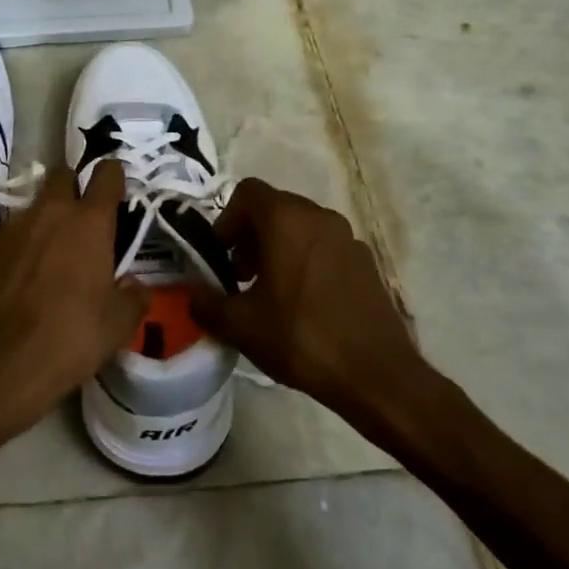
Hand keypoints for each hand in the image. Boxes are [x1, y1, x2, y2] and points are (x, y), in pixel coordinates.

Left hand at [0, 161, 147, 446]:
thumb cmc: (69, 338)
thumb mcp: (118, 326)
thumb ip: (133, 296)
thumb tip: (133, 285)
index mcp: (89, 222)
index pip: (106, 175)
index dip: (113, 177)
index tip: (117, 186)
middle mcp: (50, 212)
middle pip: (62, 176)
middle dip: (74, 188)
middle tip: (83, 219)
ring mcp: (13, 227)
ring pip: (34, 206)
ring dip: (46, 219)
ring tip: (52, 254)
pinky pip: (11, 233)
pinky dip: (22, 245)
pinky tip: (23, 276)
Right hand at [194, 179, 435, 425]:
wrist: (376, 375)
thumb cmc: (301, 338)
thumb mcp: (240, 325)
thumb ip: (206, 304)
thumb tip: (192, 295)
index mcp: (286, 219)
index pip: (247, 192)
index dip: (226, 220)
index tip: (222, 256)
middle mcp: (319, 216)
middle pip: (274, 208)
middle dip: (250, 236)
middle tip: (240, 277)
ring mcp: (348, 238)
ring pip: (300, 228)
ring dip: (277, 249)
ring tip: (269, 292)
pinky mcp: (366, 262)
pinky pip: (324, 248)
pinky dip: (305, 261)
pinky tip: (303, 305)